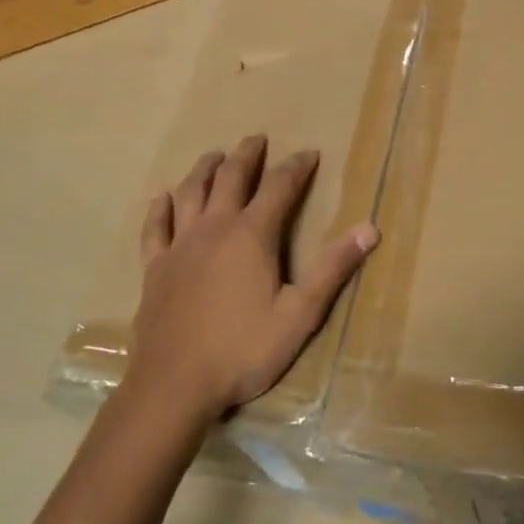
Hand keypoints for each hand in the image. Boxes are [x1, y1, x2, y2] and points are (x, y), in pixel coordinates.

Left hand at [129, 136, 377, 422]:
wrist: (174, 384)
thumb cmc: (243, 350)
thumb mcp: (300, 314)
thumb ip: (333, 268)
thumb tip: (369, 228)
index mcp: (252, 235)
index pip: (279, 188)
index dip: (296, 167)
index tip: (309, 153)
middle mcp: (214, 228)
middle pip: (230, 178)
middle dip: (247, 156)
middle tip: (257, 139)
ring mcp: (180, 246)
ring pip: (190, 193)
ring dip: (204, 170)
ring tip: (214, 155)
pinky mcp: (154, 268)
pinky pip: (155, 227)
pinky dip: (160, 208)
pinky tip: (161, 198)